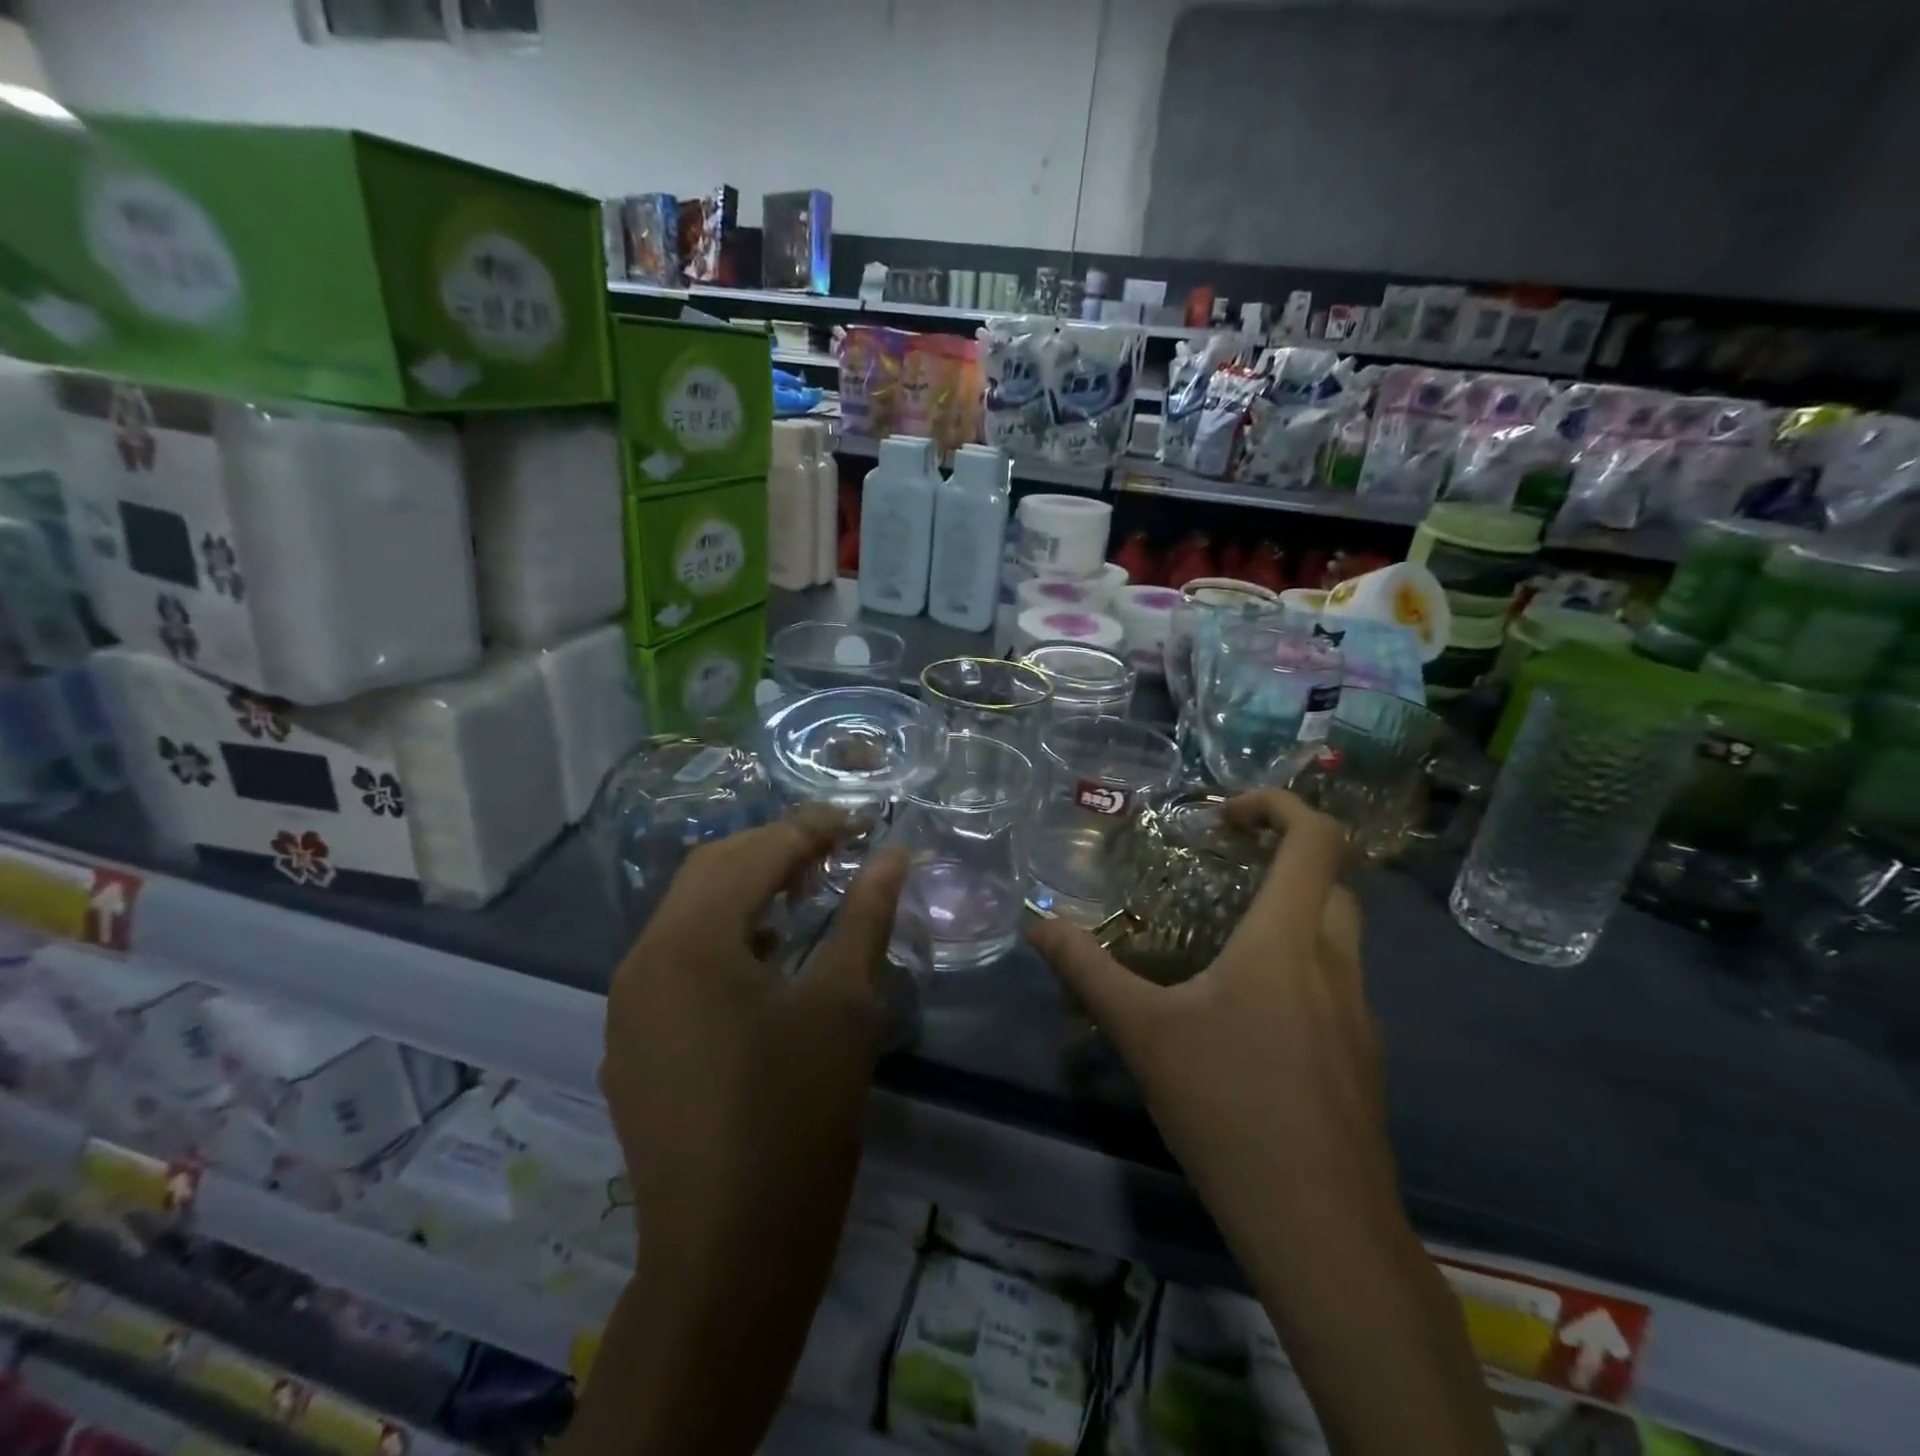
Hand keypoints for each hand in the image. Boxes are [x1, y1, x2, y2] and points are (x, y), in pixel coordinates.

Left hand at [600, 806, 908, 1258]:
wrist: (727, 1254)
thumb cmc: (797, 1118)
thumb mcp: (843, 1005)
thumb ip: (865, 916)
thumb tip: (893, 855)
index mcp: (691, 942)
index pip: (757, 853)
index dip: (814, 828)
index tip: (863, 821)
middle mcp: (644, 959)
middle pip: (712, 869)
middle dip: (776, 848)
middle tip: (838, 851)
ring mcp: (628, 1003)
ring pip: (689, 912)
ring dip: (747, 888)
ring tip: (808, 893)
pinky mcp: (633, 1041)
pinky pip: (677, 958)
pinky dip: (724, 935)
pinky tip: (767, 957)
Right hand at [1030, 792, 1503, 1455]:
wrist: (1322, 1230)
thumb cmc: (1229, 1110)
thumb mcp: (1142, 1033)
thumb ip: (1087, 970)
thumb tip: (1037, 925)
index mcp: (1289, 940)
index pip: (1318, 839)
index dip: (1280, 805)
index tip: (1226, 815)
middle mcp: (1337, 963)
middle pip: (1331, 880)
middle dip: (1282, 855)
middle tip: (1223, 864)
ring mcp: (1360, 1014)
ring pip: (1336, 932)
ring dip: (1290, 910)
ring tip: (1224, 934)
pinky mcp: (1362, 1057)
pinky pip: (1335, 981)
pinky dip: (1298, 963)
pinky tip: (1247, 1012)